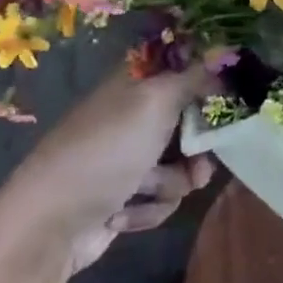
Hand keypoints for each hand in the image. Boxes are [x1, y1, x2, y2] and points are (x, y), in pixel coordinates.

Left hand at [0, 64, 217, 274]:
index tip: (233, 97)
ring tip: (149, 191)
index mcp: (134, 83)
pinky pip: (161, 197)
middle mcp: (132, 116)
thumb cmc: (105, 152)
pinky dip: (149, 208)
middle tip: (201, 160)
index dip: (210, 80)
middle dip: (198, 147)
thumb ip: (195, 78)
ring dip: (172, 182)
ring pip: (181, 164)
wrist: (48, 226)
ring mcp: (127, 158)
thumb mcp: (155, 103)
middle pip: (190, 120)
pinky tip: (123, 216)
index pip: (184, 67)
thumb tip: (225, 57)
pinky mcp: (125, 197)